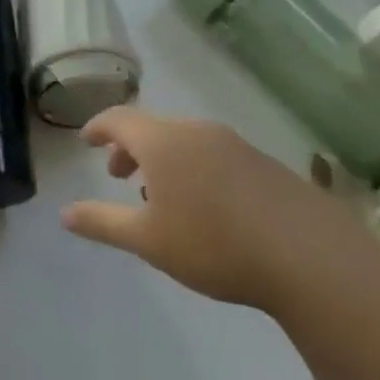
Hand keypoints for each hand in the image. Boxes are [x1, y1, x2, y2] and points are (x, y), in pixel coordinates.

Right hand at [60, 109, 366, 311]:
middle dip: (130, 148)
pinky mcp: (267, 164)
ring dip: (164, 160)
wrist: (314, 260)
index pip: (118, 119)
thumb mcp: (148, 240)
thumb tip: (65, 214)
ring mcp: (236, 145)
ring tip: (163, 197)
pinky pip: (216, 155)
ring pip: (186, 142)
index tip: (86, 141)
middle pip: (153, 128)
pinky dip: (196, 169)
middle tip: (119, 176)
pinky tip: (208, 208)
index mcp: (162, 141)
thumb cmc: (215, 245)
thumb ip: (102, 222)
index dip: (97, 127)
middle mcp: (197, 132)